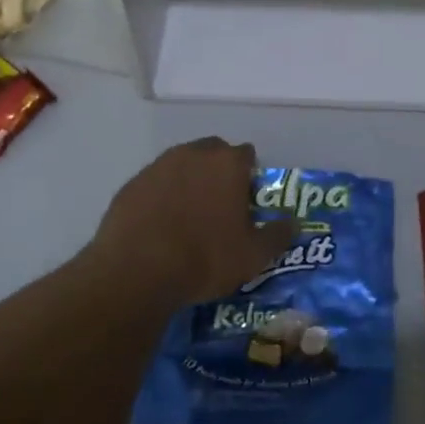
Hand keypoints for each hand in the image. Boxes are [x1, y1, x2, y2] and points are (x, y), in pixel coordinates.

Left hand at [88, 138, 298, 306]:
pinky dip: (161, 197)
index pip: (246, 155)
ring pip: (181, 165)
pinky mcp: (131, 184)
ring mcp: (157, 166)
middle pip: (212, 152)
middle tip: (220, 206)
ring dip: (188, 181)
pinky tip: (160, 225)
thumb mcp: (254, 256)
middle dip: (218, 172)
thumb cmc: (205, 259)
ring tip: (188, 217)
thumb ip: (278, 235)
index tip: (247, 201)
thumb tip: (293, 223)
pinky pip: (154, 184)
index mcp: (227, 164)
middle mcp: (192, 154)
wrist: (138, 271)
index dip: (250, 176)